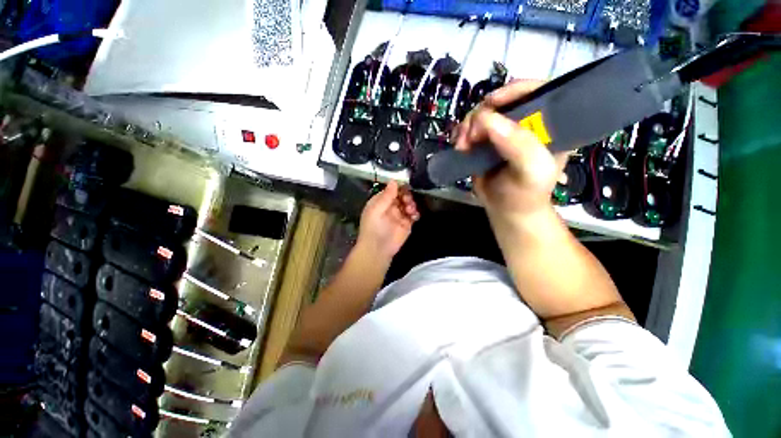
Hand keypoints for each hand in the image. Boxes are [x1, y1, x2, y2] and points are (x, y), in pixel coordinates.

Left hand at [357, 181, 419, 259]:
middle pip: (402, 195)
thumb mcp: (376, 210)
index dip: (398, 187)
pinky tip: (414, 215)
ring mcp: (399, 215)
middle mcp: (390, 207)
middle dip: (406, 195)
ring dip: (411, 204)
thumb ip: (386, 196)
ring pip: (409, 204)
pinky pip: (413, 215)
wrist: (378, 249)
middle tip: (407, 201)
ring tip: (410, 209)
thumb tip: (394, 180)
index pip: (391, 190)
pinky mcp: (407, 224)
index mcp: (380, 202)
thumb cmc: (374, 228)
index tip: (405, 187)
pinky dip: (416, 213)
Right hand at [453, 80, 568, 218]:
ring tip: (462, 146)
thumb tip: (486, 119)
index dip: (514, 90)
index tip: (491, 103)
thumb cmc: (525, 194)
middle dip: (482, 114)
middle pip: (502, 101)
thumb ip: (519, 146)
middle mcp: (524, 124)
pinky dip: (461, 133)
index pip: (536, 91)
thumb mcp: (531, 172)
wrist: (507, 211)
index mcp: (547, 125)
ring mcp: (502, 133)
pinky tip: (459, 146)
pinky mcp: (485, 143)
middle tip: (471, 136)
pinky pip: (470, 129)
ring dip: (467, 126)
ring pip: (481, 114)